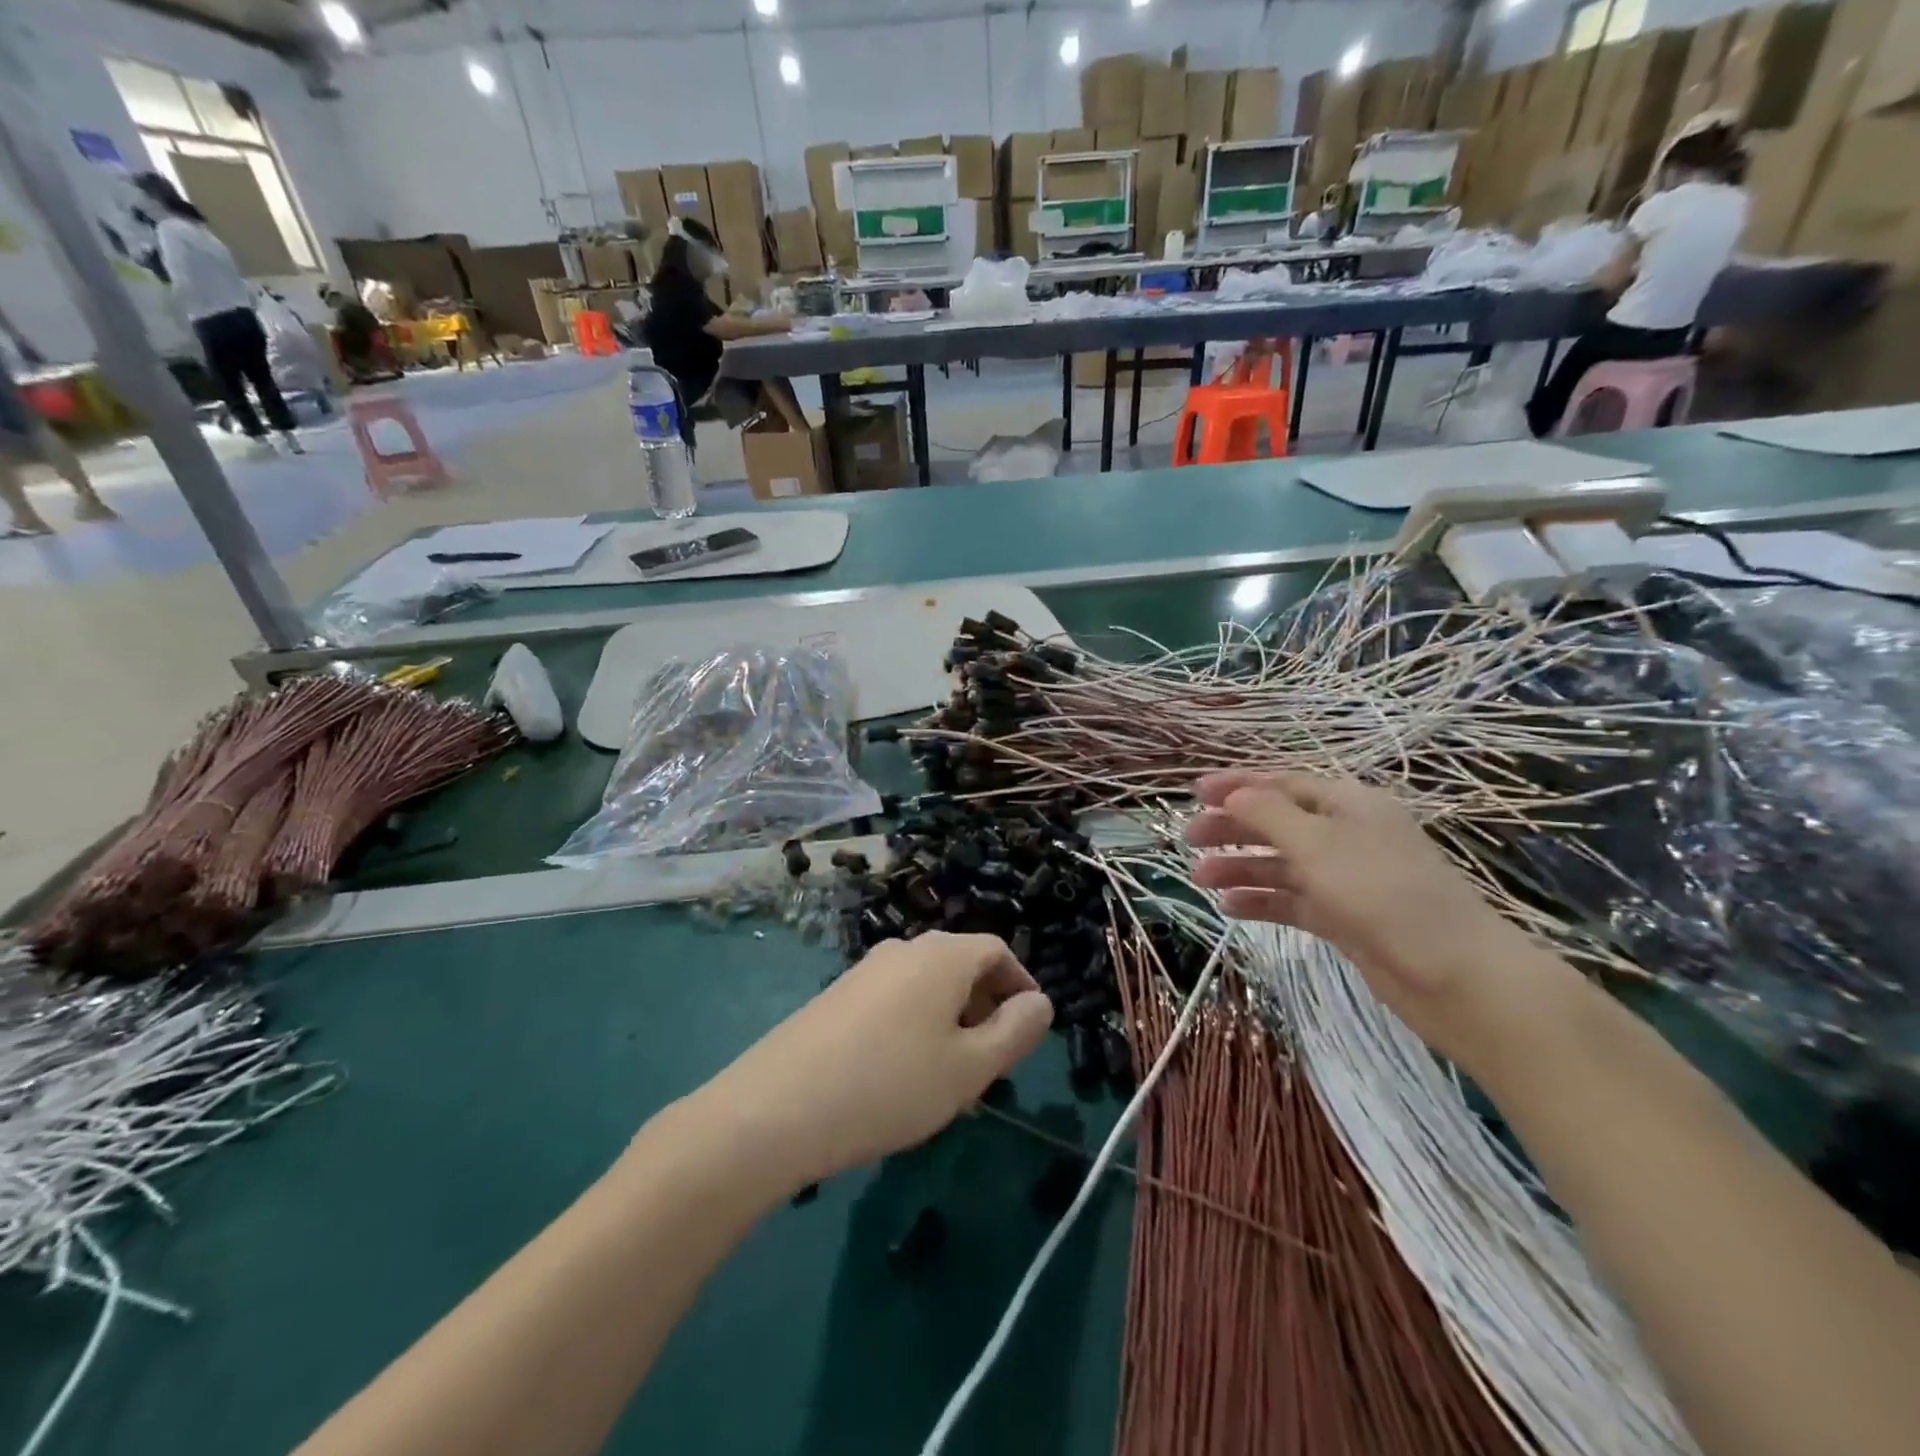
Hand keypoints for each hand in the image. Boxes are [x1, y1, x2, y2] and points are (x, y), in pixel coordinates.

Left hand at [697, 932, 1052, 1190]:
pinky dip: (915, 1027)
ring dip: (950, 1022)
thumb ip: (1015, 1032)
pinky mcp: (837, 996)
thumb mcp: (969, 1068)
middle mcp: (903, 949)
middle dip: (985, 1008)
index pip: (997, 950)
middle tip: (992, 1064)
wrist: (776, 1108)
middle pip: (961, 966)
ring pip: (926, 987)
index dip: (1021, 985)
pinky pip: (894, 1001)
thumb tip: (1040, 1003)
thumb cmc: (890, 1085)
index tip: (1029, 1030)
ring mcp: (865, 971)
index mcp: (941, 956)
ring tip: (950, 1080)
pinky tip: (902, 1078)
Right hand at [1187, 771, 1555, 1064]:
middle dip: (1233, 828)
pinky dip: (1262, 901)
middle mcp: (1346, 836)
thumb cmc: (1384, 893)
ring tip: (1200, 881)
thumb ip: (1269, 814)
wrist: (1456, 976)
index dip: (1238, 785)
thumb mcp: (1319, 844)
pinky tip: (1230, 908)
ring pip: (1282, 864)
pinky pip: (1293, 901)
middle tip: (1189, 839)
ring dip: (1241, 868)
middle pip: (1278, 823)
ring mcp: (1346, 879)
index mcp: (1348, 804)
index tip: (1195, 793)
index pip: (1283, 784)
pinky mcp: (1345, 919)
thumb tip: (1233, 794)